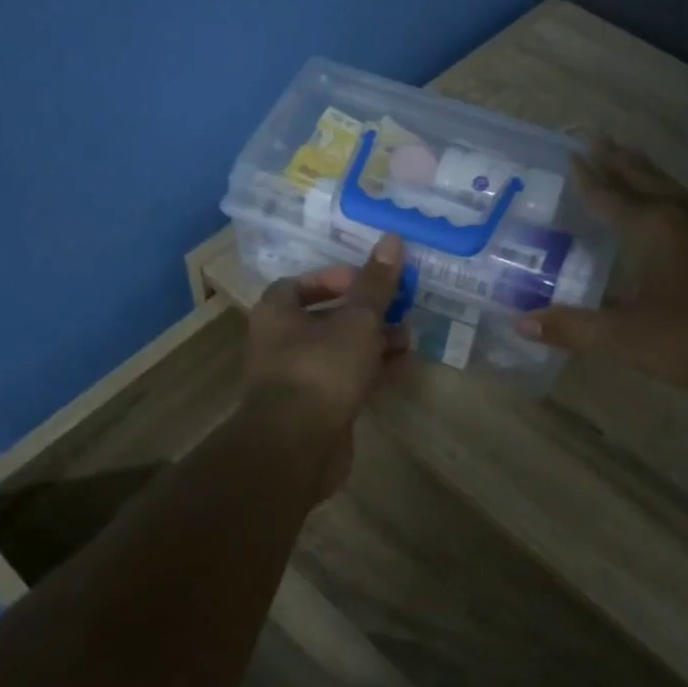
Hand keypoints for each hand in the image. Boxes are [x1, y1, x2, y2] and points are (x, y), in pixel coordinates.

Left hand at [241, 233, 409, 497]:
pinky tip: (404, 366)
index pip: (301, 284)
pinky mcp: (314, 409)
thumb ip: (375, 284)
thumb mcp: (356, 320)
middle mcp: (280, 342)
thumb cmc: (321, 370)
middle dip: (365, 313)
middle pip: (325, 317)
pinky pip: (345, 380)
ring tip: (409, 336)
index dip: (335, 278)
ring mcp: (297, 378)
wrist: (296, 447)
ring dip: (373, 342)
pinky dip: (371, 371)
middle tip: (400, 307)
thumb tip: (392, 239)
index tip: (368, 281)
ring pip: (339, 351)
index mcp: (277, 313)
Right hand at [516, 140, 687, 404]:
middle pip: (644, 178)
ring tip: (629, 158)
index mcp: (655, 228)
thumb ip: (573, 328)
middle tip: (596, 137)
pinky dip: (671, 193)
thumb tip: (518, 321)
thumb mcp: (629, 339)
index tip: (570, 152)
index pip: (610, 195)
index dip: (587, 177)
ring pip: (673, 187)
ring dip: (646, 172)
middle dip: (618, 159)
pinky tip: (676, 207)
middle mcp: (686, 215)